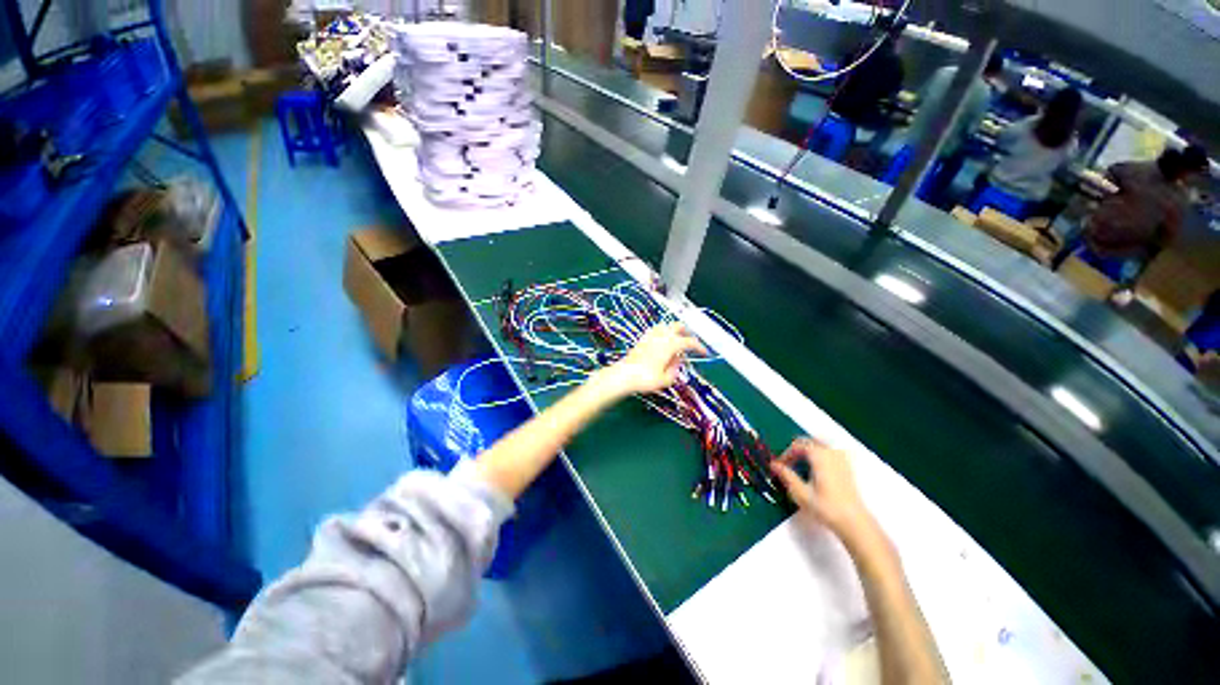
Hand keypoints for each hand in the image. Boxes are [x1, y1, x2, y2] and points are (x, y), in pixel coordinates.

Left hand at [601, 322, 705, 396]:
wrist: (624, 375)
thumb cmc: (646, 378)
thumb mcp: (666, 379)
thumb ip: (675, 369)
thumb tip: (676, 361)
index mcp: (671, 344)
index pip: (690, 342)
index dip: (699, 347)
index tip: (704, 353)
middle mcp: (662, 335)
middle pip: (678, 326)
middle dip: (687, 333)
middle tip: (690, 343)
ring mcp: (651, 335)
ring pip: (666, 325)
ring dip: (674, 331)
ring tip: (677, 342)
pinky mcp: (642, 338)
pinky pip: (656, 330)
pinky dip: (663, 333)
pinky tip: (662, 342)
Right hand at [771, 438, 871, 538]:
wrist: (854, 522)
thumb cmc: (826, 507)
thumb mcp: (800, 493)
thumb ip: (786, 476)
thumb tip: (774, 465)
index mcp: (820, 455)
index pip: (798, 445)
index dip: (786, 454)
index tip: (780, 466)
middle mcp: (832, 453)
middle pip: (809, 442)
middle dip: (796, 451)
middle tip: (788, 465)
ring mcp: (842, 459)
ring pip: (820, 446)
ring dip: (808, 452)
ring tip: (800, 467)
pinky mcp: (848, 468)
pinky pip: (829, 453)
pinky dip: (819, 456)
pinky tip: (815, 471)